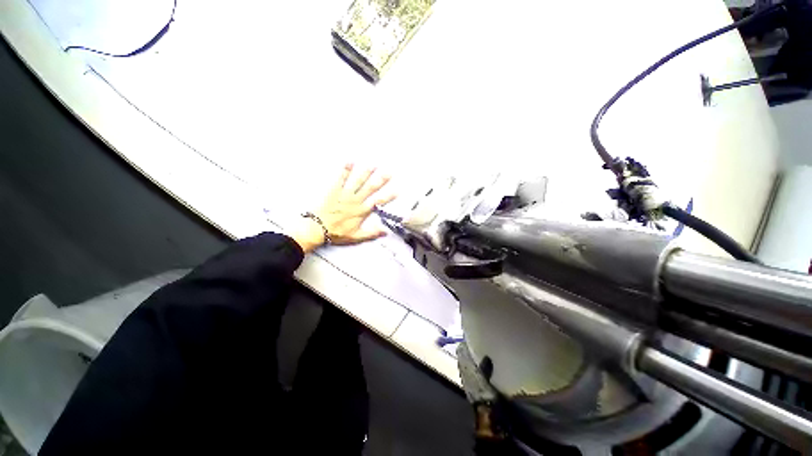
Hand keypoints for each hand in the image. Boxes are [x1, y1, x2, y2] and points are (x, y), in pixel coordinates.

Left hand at [290, 164, 395, 252]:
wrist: (317, 228)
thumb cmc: (336, 233)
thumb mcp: (355, 237)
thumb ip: (371, 233)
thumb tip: (385, 232)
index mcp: (361, 211)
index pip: (378, 202)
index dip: (388, 196)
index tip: (397, 190)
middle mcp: (355, 201)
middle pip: (370, 188)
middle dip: (380, 180)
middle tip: (389, 172)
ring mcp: (345, 194)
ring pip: (358, 182)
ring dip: (366, 173)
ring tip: (373, 164)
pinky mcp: (334, 190)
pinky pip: (341, 179)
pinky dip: (345, 170)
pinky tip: (350, 161)